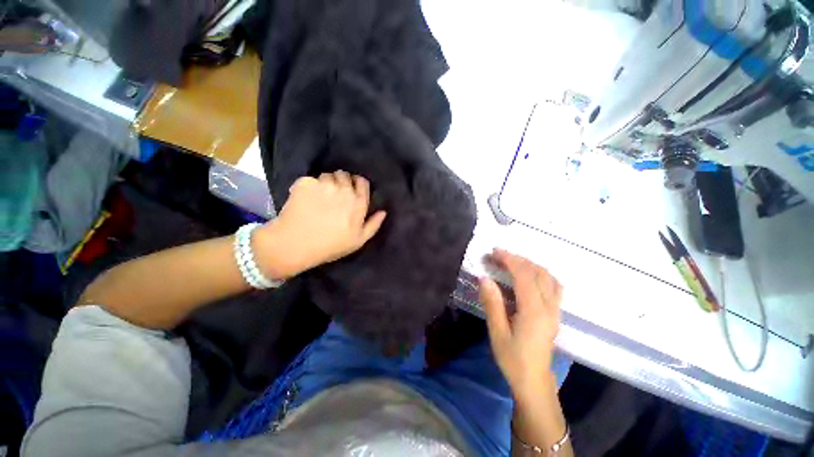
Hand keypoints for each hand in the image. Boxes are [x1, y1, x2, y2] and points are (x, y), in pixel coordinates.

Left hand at [255, 171, 385, 278]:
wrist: (296, 244)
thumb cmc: (331, 245)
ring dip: (325, 183)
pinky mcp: (305, 183)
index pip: (362, 182)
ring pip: (327, 175)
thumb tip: (383, 211)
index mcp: (358, 202)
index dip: (357, 184)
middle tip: (334, 195)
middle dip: (341, 182)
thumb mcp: (358, 241)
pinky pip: (309, 180)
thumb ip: (373, 224)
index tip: (352, 191)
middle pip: (344, 175)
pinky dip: (307, 187)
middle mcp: (343, 189)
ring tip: (318, 197)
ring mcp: (324, 184)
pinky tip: (304, 200)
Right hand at [480, 249, 562, 401]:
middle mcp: (549, 306)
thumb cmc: (512, 358)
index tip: (494, 252)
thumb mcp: (497, 332)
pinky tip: (529, 275)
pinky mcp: (555, 313)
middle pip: (538, 272)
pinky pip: (553, 285)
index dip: (509, 260)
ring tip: (511, 262)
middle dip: (517, 259)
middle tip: (498, 255)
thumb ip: (492, 303)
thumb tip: (484, 278)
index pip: (524, 275)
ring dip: (529, 264)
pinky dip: (540, 273)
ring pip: (548, 277)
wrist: (534, 381)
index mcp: (534, 311)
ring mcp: (555, 309)